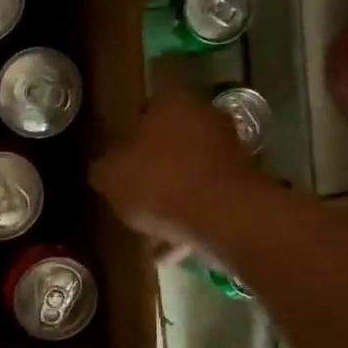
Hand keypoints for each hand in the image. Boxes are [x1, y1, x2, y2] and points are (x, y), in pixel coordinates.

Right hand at [91, 93, 264, 256]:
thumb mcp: (110, 177)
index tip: (121, 157)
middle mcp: (205, 115)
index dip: (131, 133)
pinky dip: (192, 215)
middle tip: (135, 190)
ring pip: (192, 170)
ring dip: (175, 194)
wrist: (221, 215)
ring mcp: (230, 148)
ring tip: (152, 228)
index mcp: (171, 102)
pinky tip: (173, 246)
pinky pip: (208, 196)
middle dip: (155, 164)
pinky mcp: (244, 181)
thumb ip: (103, 168)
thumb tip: (103, 168)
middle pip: (173, 139)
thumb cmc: (158, 182)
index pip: (146, 108)